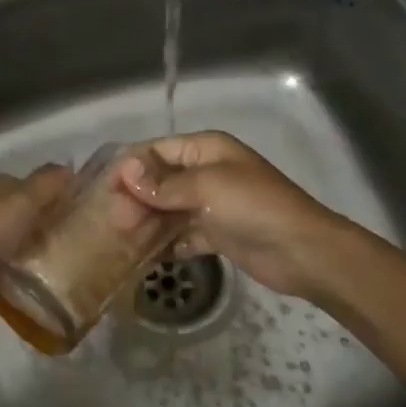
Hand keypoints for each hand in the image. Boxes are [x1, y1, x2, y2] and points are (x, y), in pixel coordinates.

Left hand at [0, 164, 71, 325]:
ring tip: (78, 272)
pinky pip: (12, 285)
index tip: (85, 211)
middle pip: (26, 222)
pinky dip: (28, 291)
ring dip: (41, 262)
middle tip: (88, 246)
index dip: (55, 196)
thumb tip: (69, 167)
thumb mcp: (21, 200)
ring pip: (20, 253)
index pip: (30, 188)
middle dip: (51, 232)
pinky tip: (54, 296)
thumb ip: (47, 184)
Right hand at [117, 131, 354, 301]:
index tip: (103, 190)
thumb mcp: (207, 187)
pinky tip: (142, 257)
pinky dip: (165, 244)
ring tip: (118, 241)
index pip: (157, 151)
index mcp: (206, 150)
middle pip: (160, 181)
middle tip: (111, 222)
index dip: (130, 168)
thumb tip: (125, 171)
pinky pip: (182, 234)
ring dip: (146, 222)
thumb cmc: (254, 206)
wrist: (303, 251)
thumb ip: (164, 184)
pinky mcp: (217, 234)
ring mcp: (212, 204)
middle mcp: (206, 172)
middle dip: (135, 198)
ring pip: (169, 209)